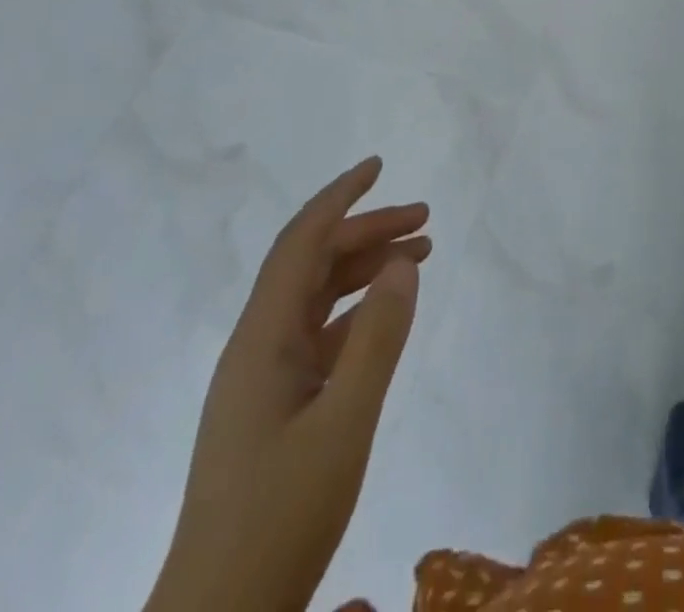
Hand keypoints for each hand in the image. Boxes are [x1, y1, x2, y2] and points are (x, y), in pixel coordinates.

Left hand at [148, 158, 429, 611]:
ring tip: (420, 253)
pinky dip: (358, 311)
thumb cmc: (279, 519)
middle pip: (313, 264)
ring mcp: (264, 379)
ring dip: (364, 268)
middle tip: (425, 218)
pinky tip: (388, 313)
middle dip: (366, 230)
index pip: (300, 242)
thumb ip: (378, 338)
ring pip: (318, 298)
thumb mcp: (344, 425)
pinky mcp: (276, 408)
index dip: (339, 197)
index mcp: (262, 339)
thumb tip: (403, 261)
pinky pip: (321, 335)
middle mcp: (258, 346)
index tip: (378, 165)